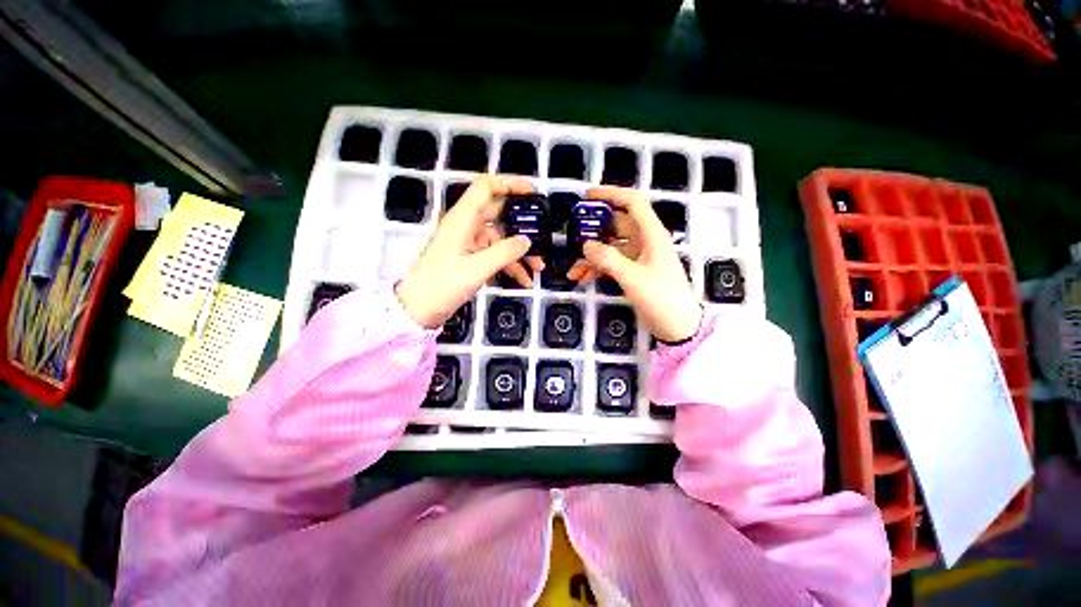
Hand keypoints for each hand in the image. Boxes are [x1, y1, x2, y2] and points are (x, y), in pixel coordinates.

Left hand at [396, 175, 543, 327]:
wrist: (420, 308)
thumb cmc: (443, 284)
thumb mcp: (477, 269)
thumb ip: (505, 252)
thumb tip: (527, 241)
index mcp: (462, 219)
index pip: (486, 188)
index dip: (509, 184)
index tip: (533, 192)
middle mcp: (466, 226)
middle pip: (498, 213)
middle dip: (522, 223)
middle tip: (544, 230)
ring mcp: (469, 242)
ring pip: (501, 238)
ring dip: (520, 251)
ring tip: (539, 266)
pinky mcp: (471, 258)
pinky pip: (496, 255)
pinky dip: (510, 265)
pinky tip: (525, 279)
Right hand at [567, 187, 702, 341]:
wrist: (679, 327)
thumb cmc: (661, 299)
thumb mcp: (633, 278)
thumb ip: (608, 259)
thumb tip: (586, 245)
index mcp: (651, 234)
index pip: (632, 203)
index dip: (611, 194)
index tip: (587, 196)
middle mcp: (645, 241)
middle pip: (616, 226)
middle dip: (593, 232)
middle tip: (572, 238)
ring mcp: (639, 257)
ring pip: (610, 248)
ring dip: (591, 258)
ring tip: (573, 272)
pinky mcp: (634, 272)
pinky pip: (612, 263)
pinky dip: (597, 269)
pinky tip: (582, 279)